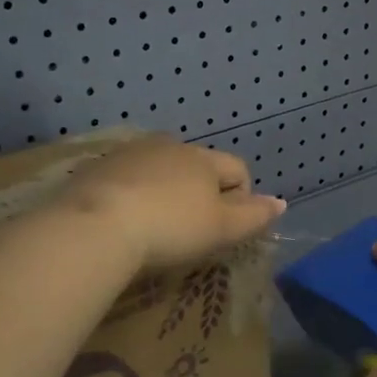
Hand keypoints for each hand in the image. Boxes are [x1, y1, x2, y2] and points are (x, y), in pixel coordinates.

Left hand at [58, 135, 285, 270]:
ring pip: (159, 169)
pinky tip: (122, 221)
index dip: (242, 198)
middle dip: (200, 193)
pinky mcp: (97, 167)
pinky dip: (131, 194)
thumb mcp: (221, 229)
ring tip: (153, 226)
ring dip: (164, 191)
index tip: (226, 229)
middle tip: (189, 230)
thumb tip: (280, 202)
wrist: (95, 226)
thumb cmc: (169, 228)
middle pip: (197, 166)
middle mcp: (168, 146)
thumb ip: (253, 215)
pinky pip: (126, 178)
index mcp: (202, 158)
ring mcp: (129, 153)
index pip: (238, 168)